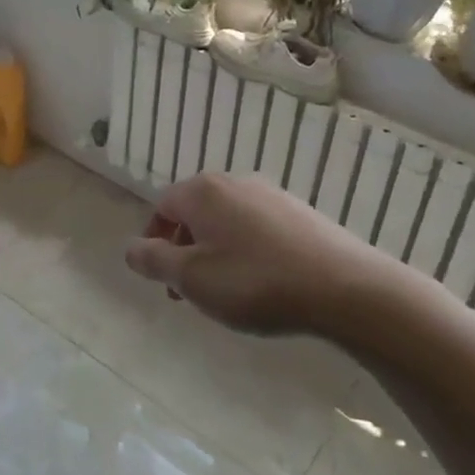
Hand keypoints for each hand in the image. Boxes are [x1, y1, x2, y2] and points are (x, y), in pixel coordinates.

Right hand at [125, 172, 386, 335]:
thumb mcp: (192, 278)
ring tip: (226, 292)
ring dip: (215, 252)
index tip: (162, 279)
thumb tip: (130, 248)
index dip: (155, 242)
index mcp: (202, 191)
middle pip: (195, 212)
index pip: (162, 207)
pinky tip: (262, 283)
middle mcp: (234, 182)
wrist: (343, 287)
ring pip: (226, 221)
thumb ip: (154, 260)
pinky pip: (256, 228)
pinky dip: (246, 250)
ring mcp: (270, 194)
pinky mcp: (299, 212)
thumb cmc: (255, 282)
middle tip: (190, 292)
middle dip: (185, 249)